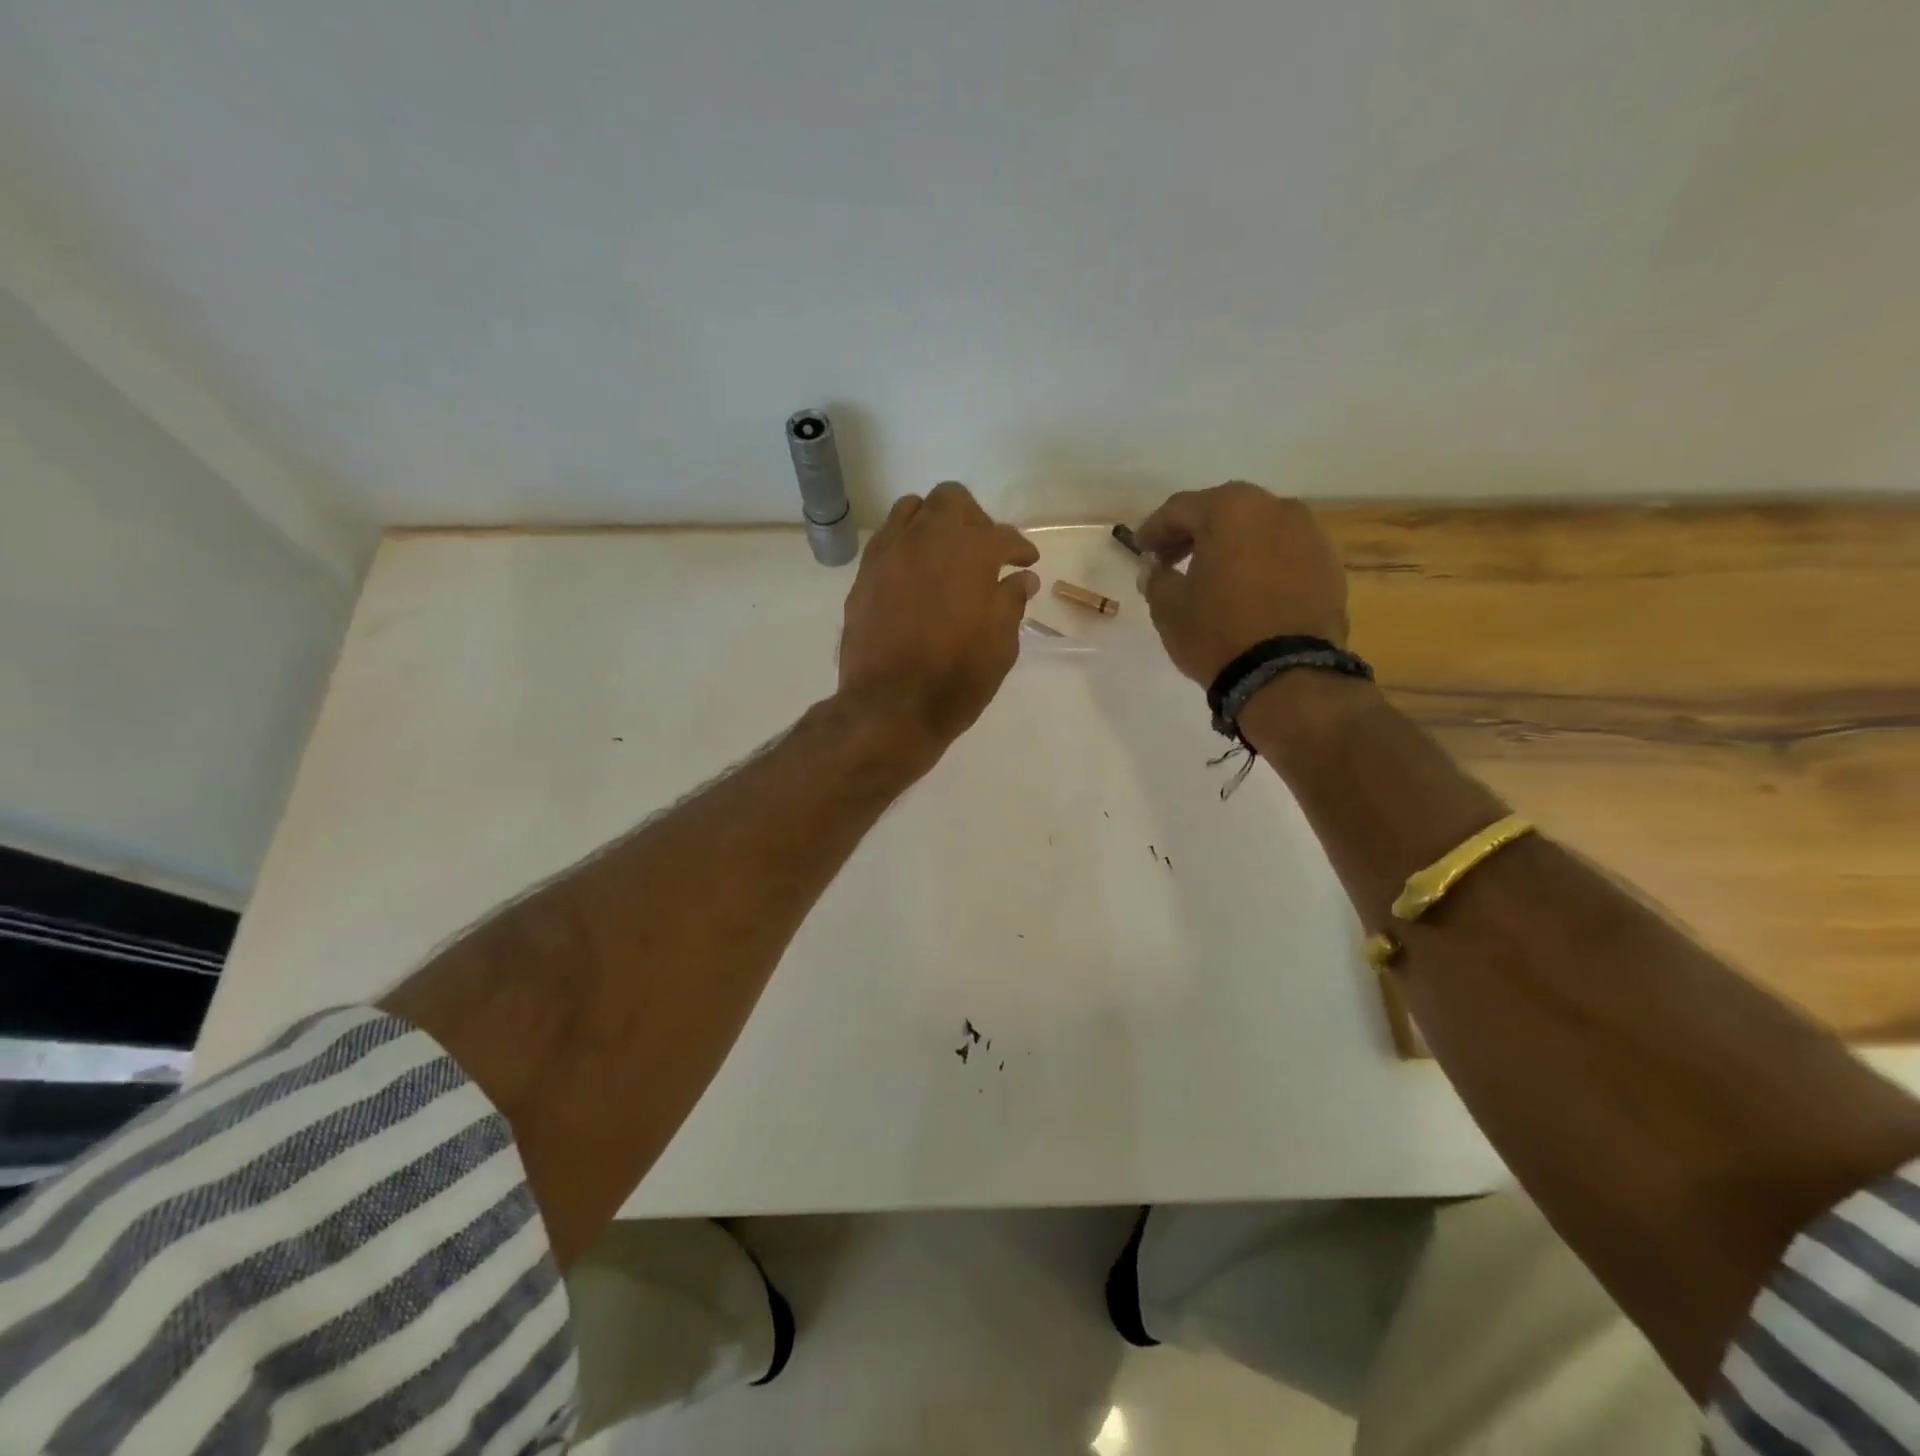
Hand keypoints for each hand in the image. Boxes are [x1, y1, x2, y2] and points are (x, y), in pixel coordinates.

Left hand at [838, 481, 1039, 752]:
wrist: (892, 705)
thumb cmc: (957, 677)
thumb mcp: (1001, 644)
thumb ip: (1011, 601)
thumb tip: (1021, 579)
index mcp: (971, 550)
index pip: (1003, 537)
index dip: (1019, 550)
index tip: (1026, 563)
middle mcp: (929, 537)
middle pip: (952, 501)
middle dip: (974, 520)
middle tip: (984, 551)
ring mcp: (891, 552)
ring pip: (913, 509)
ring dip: (934, 523)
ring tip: (944, 555)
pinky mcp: (865, 573)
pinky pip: (887, 539)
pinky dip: (906, 545)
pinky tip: (914, 573)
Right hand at [1135, 482, 1348, 686]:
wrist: (1286, 674)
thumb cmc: (1217, 632)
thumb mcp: (1168, 608)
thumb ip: (1157, 579)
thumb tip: (1156, 570)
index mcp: (1231, 509)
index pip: (1180, 508)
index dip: (1154, 529)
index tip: (1141, 551)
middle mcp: (1275, 508)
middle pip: (1224, 512)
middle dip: (1194, 533)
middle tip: (1171, 559)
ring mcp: (1309, 534)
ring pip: (1258, 530)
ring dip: (1231, 546)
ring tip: (1212, 576)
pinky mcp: (1328, 565)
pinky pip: (1284, 554)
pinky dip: (1262, 563)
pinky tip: (1248, 590)